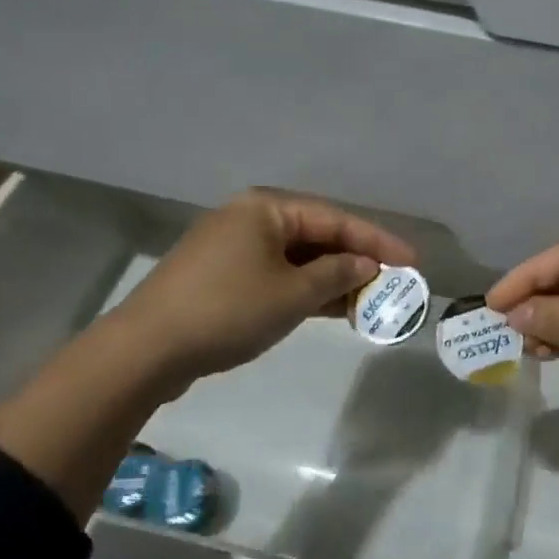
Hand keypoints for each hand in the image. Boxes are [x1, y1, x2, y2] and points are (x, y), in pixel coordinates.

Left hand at [102, 188, 414, 390]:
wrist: (147, 349)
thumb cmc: (228, 310)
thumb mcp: (293, 293)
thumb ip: (337, 274)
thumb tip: (366, 264)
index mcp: (266, 209)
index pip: (336, 219)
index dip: (378, 241)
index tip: (412, 261)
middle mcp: (250, 219)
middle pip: (317, 235)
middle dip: (356, 260)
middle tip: (393, 282)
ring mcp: (234, 248)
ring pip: (298, 258)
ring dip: (333, 278)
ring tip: (371, 299)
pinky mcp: (223, 277)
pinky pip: (278, 275)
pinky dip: (306, 290)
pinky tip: (333, 308)